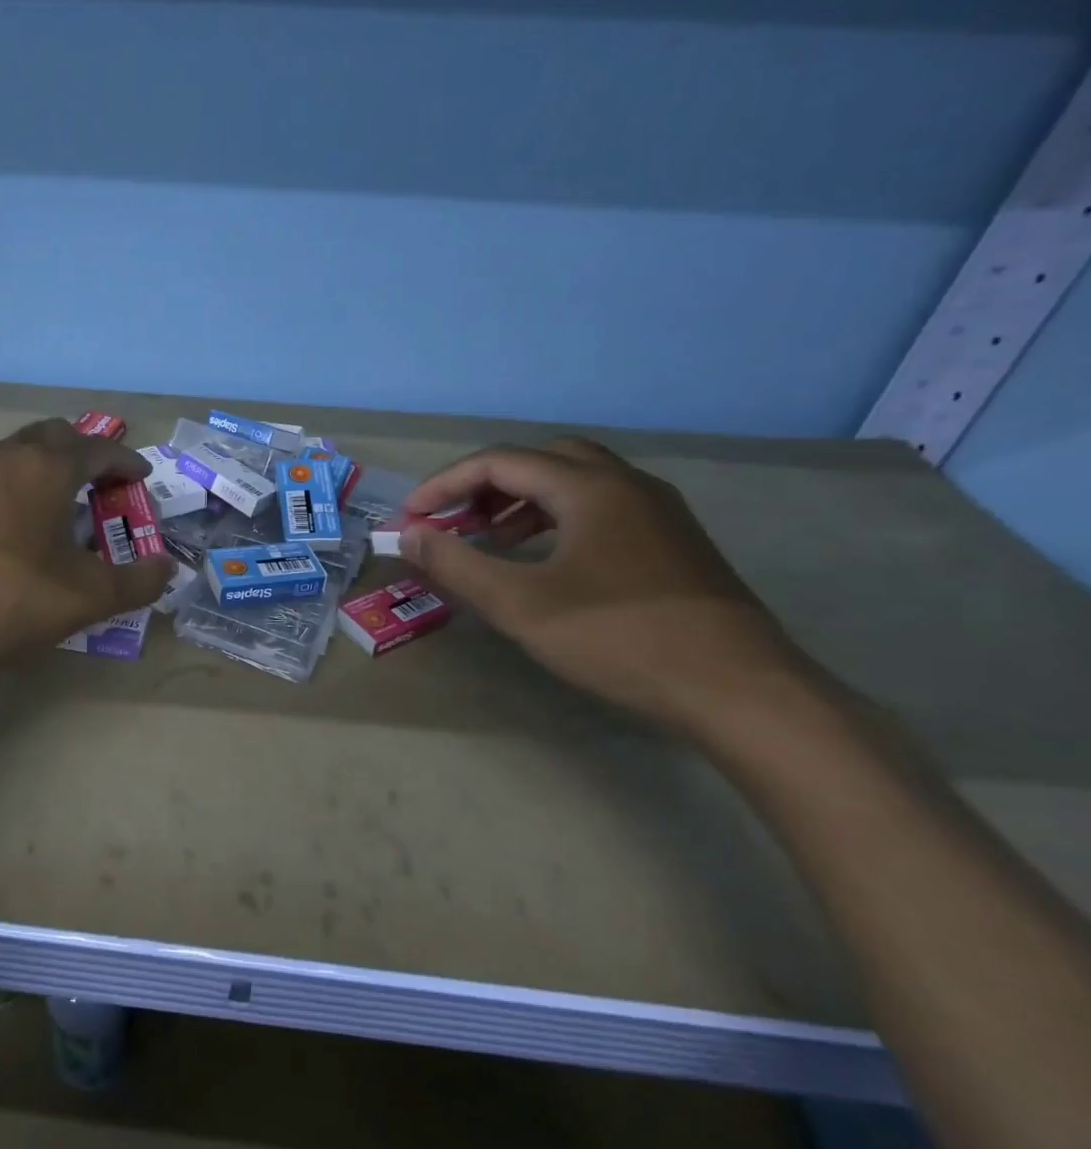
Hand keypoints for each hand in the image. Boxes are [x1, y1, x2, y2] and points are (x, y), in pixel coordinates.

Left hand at [0, 419, 172, 687]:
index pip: (97, 448)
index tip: (141, 477)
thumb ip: (138, 581)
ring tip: (60, 504)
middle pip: (52, 436)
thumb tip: (167, 569)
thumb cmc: (14, 599)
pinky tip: (15, 529)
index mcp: (45, 468)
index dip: (126, 461)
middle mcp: (4, 458)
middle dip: (83, 453)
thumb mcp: (90, 596)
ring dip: (44, 468)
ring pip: (15, 454)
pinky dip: (14, 489)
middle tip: (102, 483)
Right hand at [400, 438, 811, 734]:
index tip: (412, 517)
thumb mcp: (520, 605)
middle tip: (456, 519)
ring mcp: (658, 511)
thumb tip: (409, 535)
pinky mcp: (674, 541)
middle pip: (542, 459)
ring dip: (523, 501)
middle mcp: (627, 484)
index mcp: (590, 487)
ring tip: (492, 539)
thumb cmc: (619, 638)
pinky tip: (546, 560)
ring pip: (576, 482)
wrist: (739, 690)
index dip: (446, 484)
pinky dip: (558, 518)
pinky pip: (602, 508)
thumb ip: (457, 565)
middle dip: (488, 484)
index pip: (500, 462)